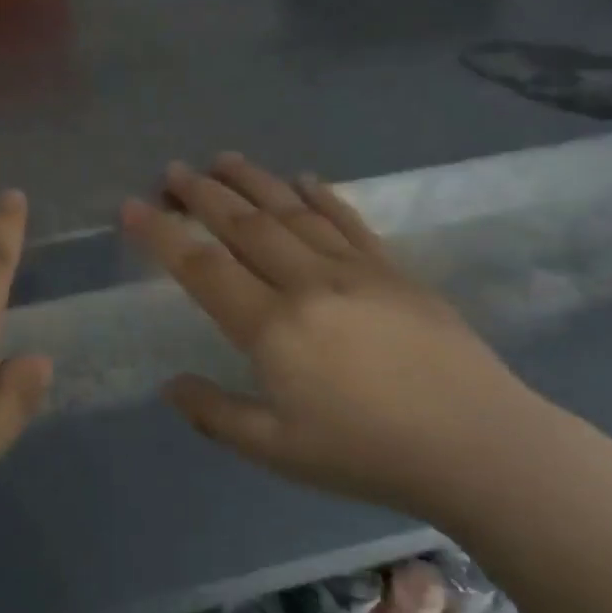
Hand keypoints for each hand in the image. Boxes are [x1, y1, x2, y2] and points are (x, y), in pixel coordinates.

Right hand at [120, 153, 566, 525]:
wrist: (479, 445)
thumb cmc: (367, 453)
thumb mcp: (277, 451)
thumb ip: (216, 415)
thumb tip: (170, 386)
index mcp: (272, 328)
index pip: (202, 268)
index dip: (162, 234)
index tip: (132, 206)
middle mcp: (307, 283)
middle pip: (245, 225)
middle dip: (203, 194)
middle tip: (174, 170)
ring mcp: (355, 270)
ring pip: (292, 212)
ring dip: (254, 181)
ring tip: (223, 159)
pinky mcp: (394, 271)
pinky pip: (349, 221)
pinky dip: (322, 195)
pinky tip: (305, 178)